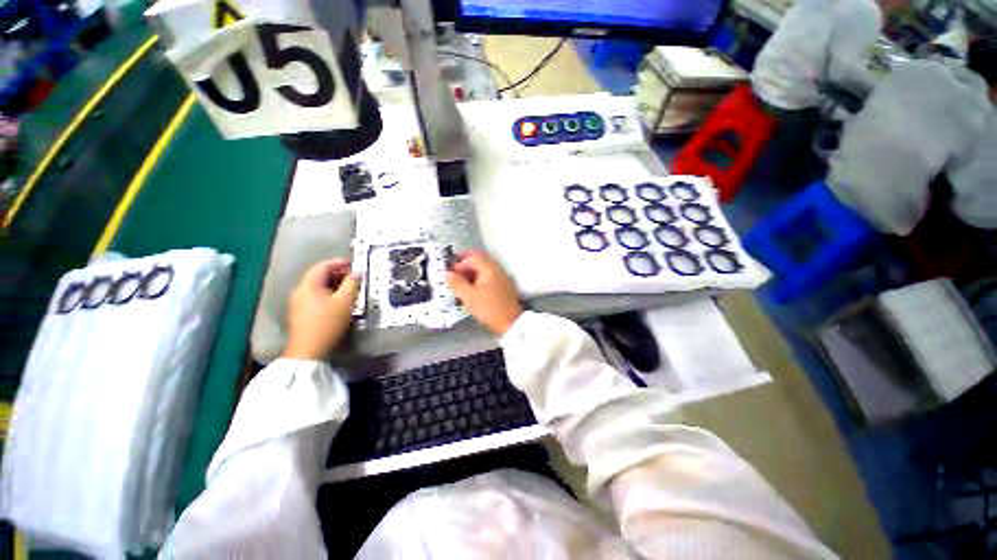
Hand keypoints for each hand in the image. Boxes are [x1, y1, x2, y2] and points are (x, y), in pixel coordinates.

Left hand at [284, 259, 360, 359]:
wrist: (309, 350)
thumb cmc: (328, 323)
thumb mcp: (345, 302)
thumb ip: (352, 284)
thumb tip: (357, 273)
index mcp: (309, 285)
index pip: (323, 266)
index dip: (339, 262)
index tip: (354, 264)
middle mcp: (300, 291)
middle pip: (319, 276)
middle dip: (338, 273)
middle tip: (355, 276)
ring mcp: (298, 303)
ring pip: (317, 287)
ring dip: (334, 284)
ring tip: (350, 288)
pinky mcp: (300, 313)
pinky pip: (315, 296)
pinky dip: (328, 293)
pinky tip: (339, 300)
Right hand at [445, 251, 522, 335]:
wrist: (511, 322)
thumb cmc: (488, 308)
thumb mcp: (468, 296)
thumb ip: (457, 283)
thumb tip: (447, 273)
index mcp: (489, 268)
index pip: (472, 258)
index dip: (459, 263)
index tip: (450, 271)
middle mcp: (497, 268)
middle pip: (480, 259)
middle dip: (466, 262)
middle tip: (454, 268)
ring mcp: (503, 276)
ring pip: (485, 267)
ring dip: (473, 270)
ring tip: (461, 279)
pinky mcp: (505, 285)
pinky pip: (490, 275)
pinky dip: (480, 276)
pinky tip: (473, 286)